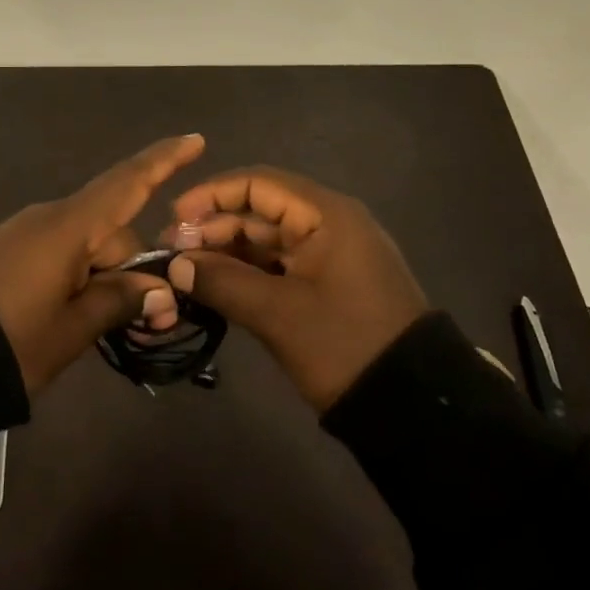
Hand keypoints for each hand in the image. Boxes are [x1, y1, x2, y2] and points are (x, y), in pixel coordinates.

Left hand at [0, 135, 204, 392]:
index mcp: (69, 227)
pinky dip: (80, 278)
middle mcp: (49, 218)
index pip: (127, 183)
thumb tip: (159, 289)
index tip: (195, 140)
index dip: (164, 161)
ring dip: (107, 279)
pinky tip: (77, 316)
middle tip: (154, 322)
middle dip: (136, 268)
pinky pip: (60, 254)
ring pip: (87, 246)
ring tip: (112, 328)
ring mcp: (26, 233)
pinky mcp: (8, 251)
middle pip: (112, 230)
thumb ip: (118, 301)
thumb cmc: (7, 341)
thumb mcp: (71, 330)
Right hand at [164, 166, 429, 410]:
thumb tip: (176, 266)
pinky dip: (247, 271)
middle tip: (173, 254)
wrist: (416, 406)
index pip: (257, 183)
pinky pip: (279, 263)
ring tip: (187, 272)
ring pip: (266, 238)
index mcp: (325, 214)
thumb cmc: (345, 345)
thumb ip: (222, 282)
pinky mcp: (328, 282)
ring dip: (226, 251)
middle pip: (259, 209)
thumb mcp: (278, 314)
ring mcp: (330, 253)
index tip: (174, 218)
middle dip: (213, 227)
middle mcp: (327, 222)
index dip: (211, 195)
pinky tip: (216, 286)